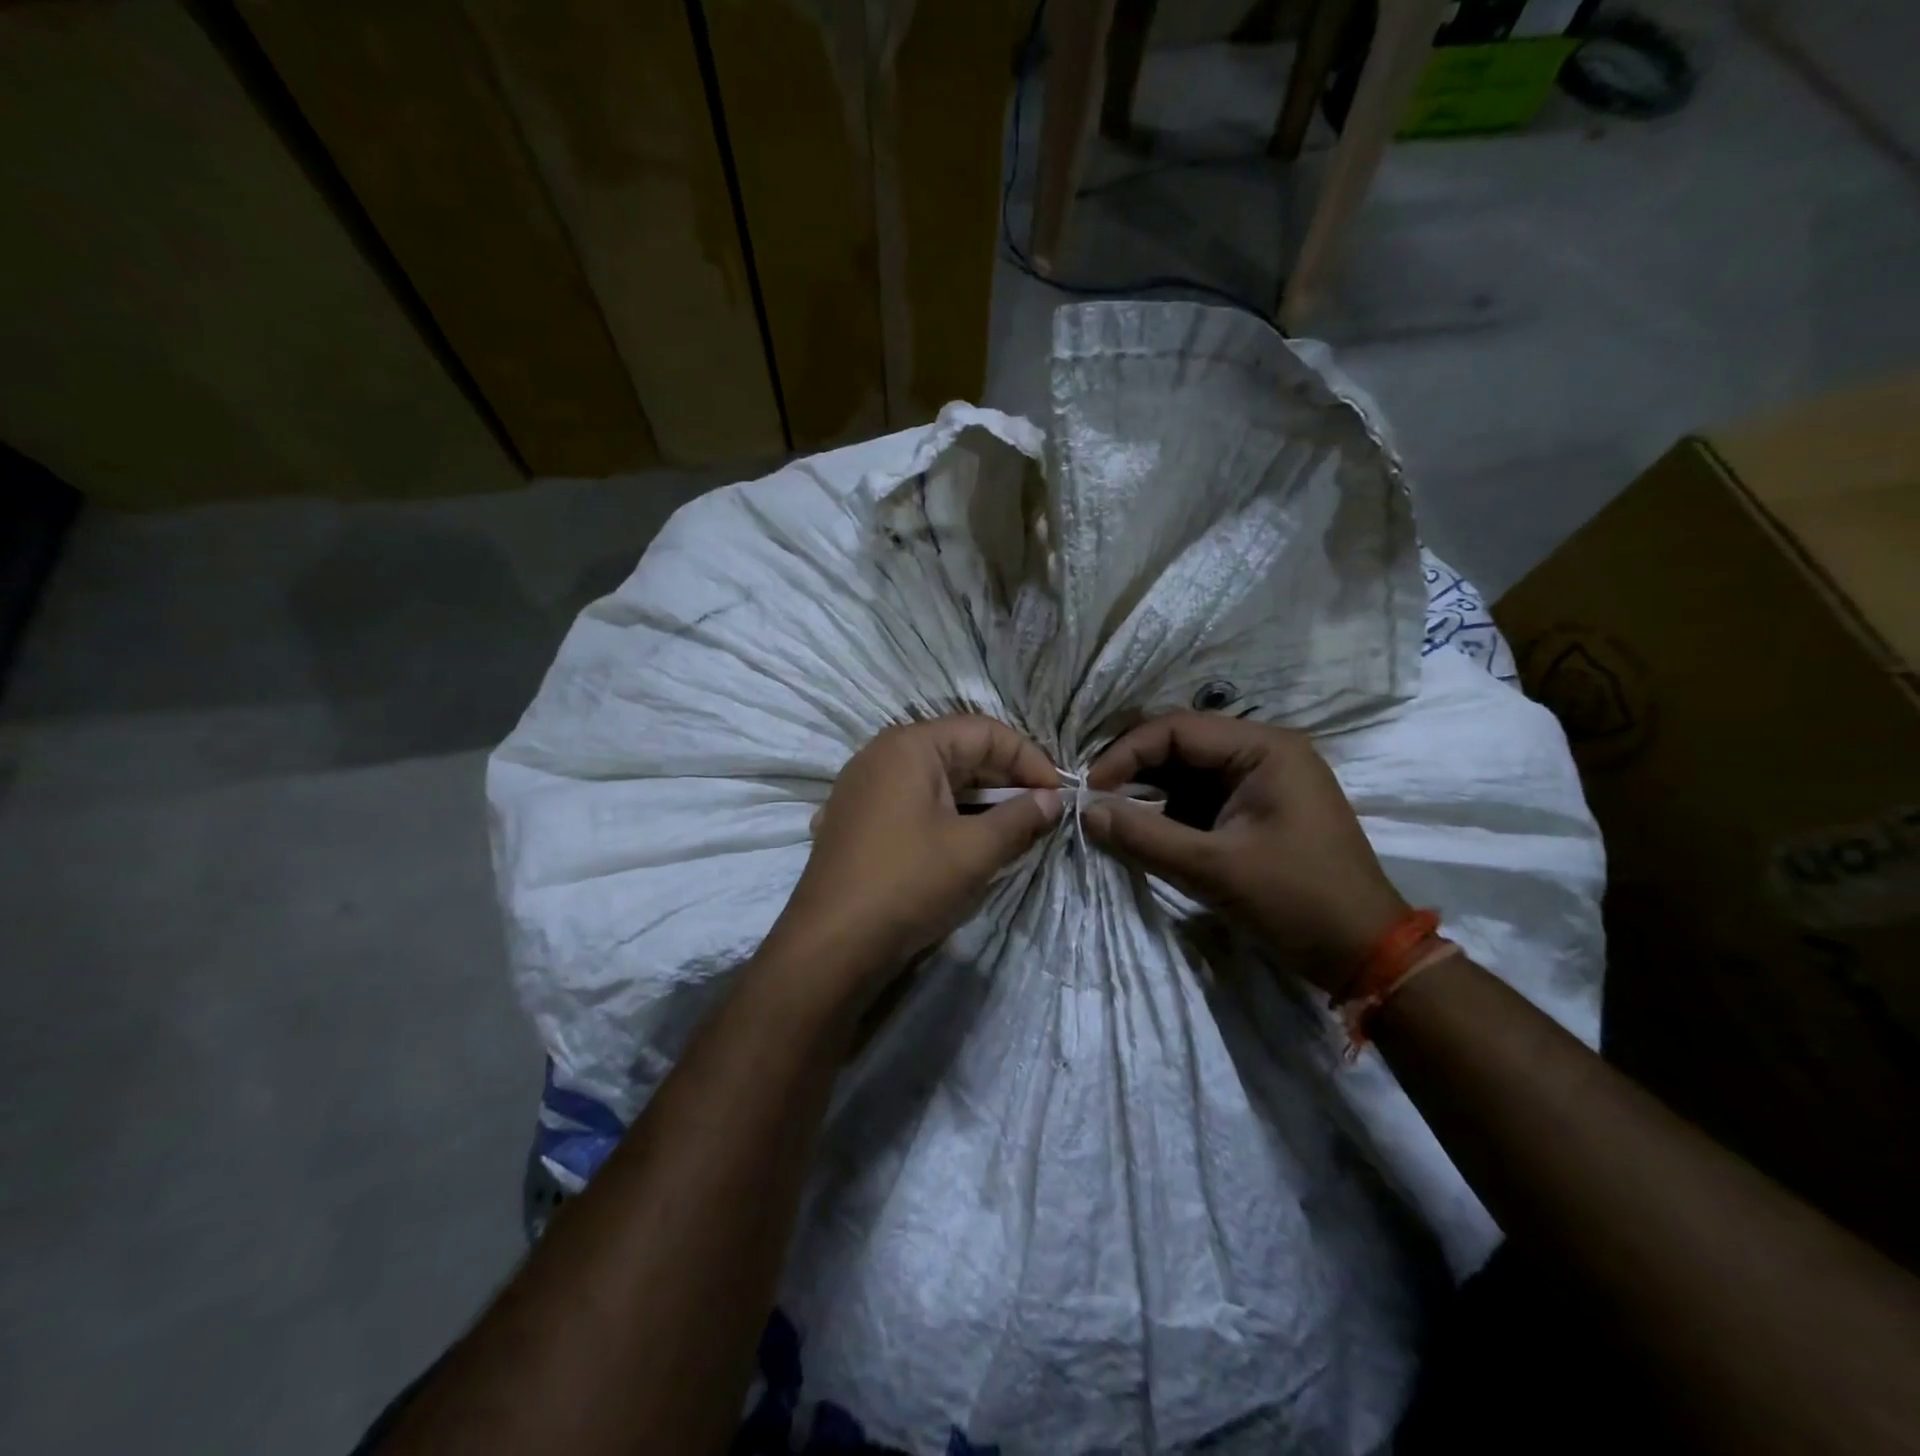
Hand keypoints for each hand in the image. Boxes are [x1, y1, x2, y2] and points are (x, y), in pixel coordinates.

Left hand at [771, 715, 1063, 999]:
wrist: (830, 946)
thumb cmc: (908, 884)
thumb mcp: (975, 851)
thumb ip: (1020, 819)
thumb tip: (1053, 801)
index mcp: (910, 746)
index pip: (985, 731)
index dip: (1028, 759)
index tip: (1058, 795)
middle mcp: (882, 755)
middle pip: (959, 752)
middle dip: (1004, 781)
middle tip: (1040, 816)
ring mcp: (863, 788)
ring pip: (936, 781)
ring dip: (978, 802)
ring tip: (1010, 834)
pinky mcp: (856, 820)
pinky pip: (913, 804)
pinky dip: (946, 816)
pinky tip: (965, 845)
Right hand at [1083, 713, 1407, 991]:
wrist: (1365, 954)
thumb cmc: (1296, 901)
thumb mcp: (1213, 869)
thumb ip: (1144, 836)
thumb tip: (1085, 811)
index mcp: (1264, 748)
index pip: (1177, 728)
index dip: (1126, 753)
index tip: (1090, 789)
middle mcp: (1265, 751)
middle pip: (1182, 744)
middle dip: (1135, 771)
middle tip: (1095, 801)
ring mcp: (1265, 779)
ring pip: (1189, 771)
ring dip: (1150, 792)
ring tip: (1114, 818)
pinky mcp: (1260, 808)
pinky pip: (1204, 796)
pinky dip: (1172, 811)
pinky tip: (1147, 831)